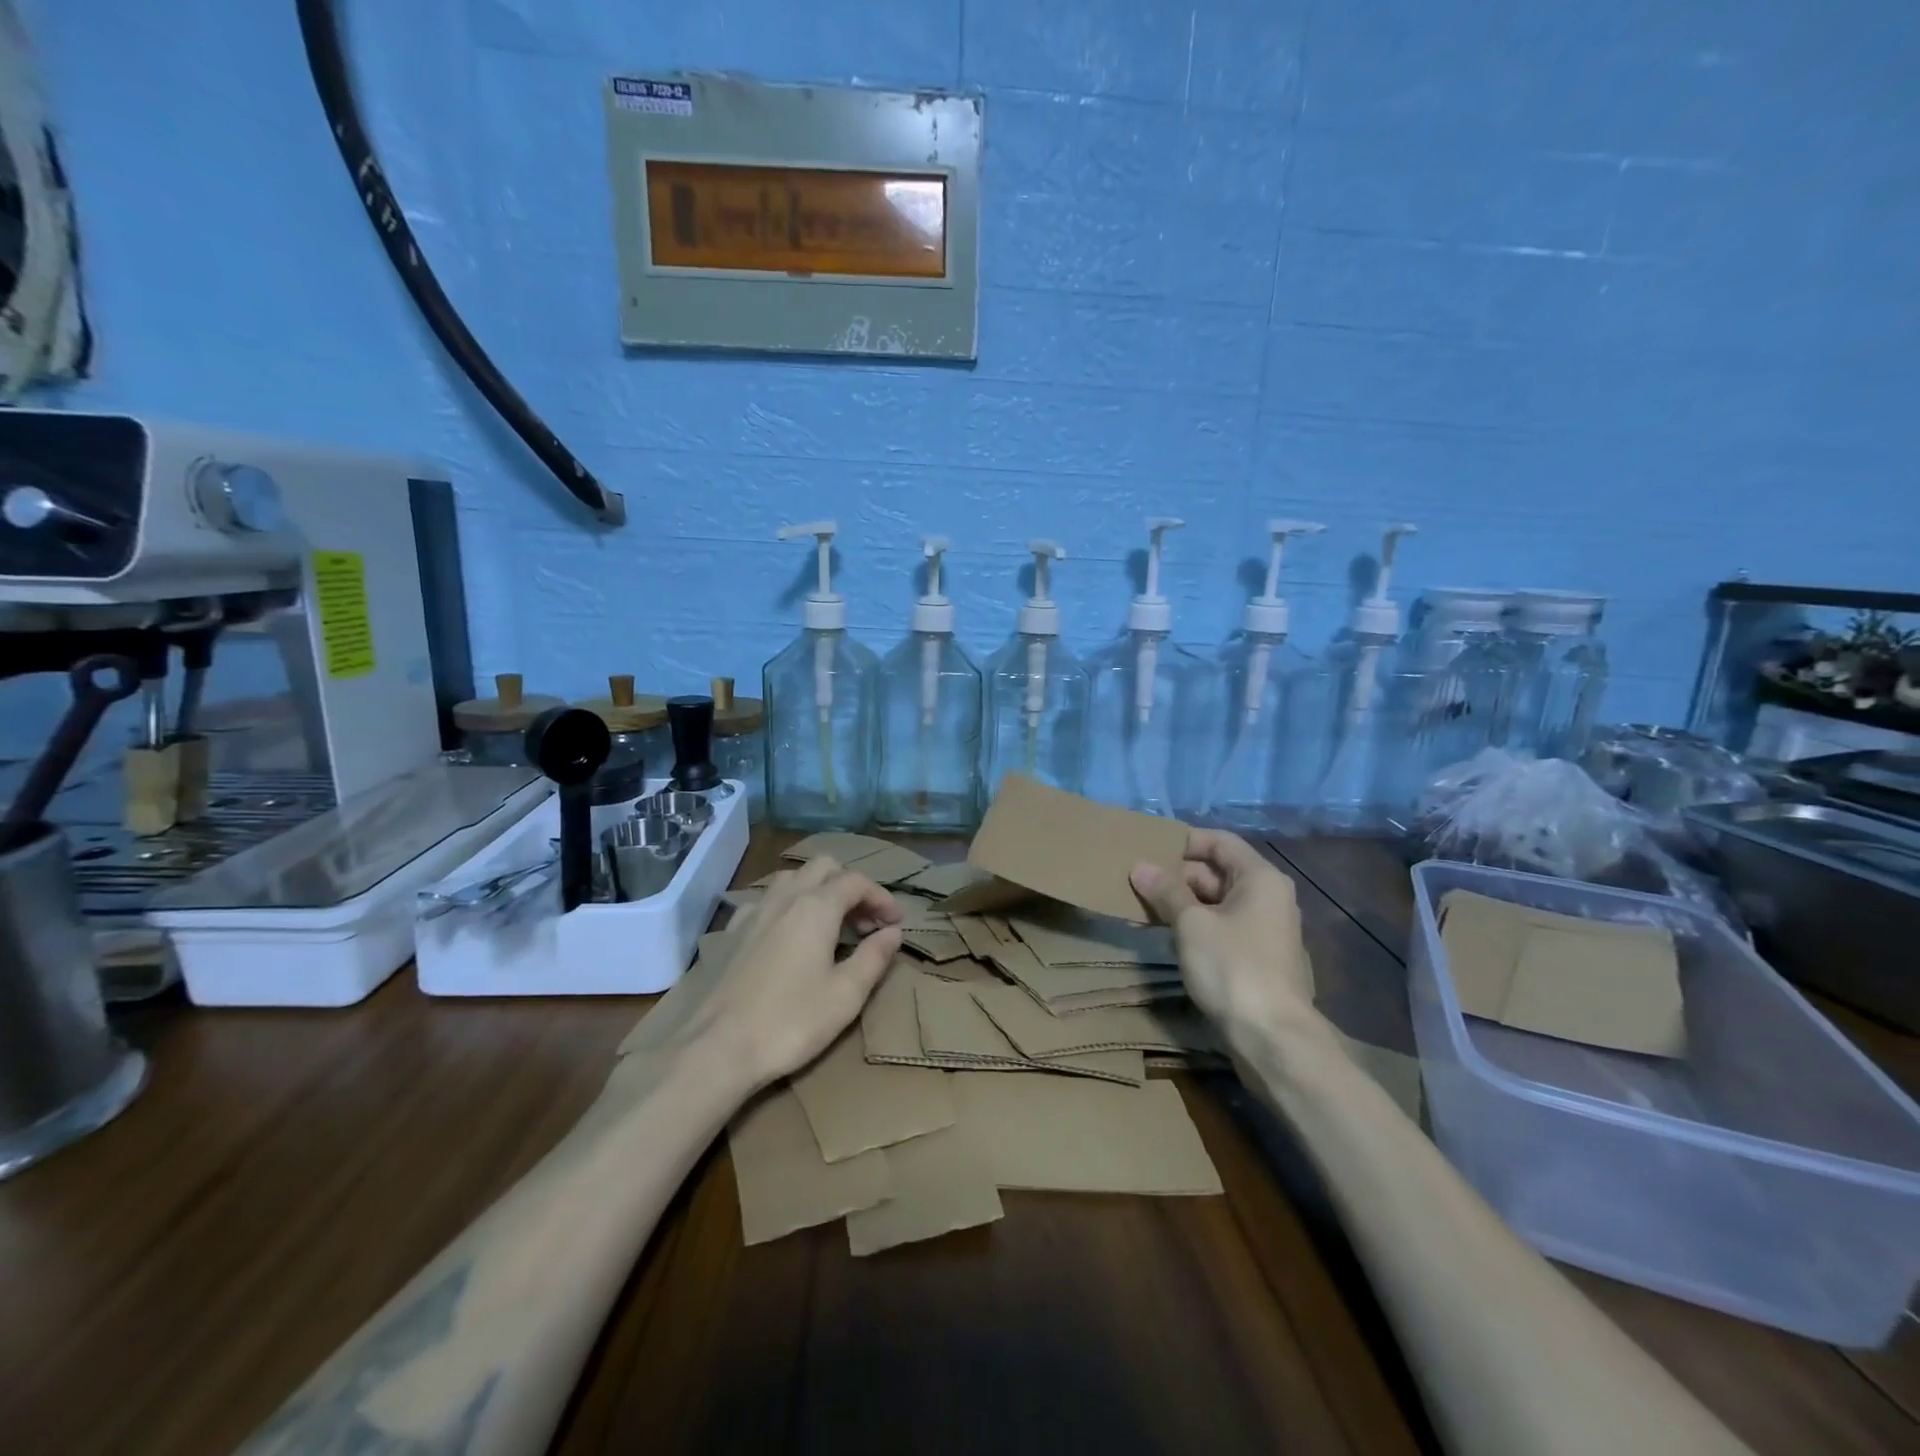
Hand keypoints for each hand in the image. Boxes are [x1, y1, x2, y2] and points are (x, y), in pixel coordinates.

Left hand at [689, 856, 903, 1091]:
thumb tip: (893, 932)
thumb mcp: (846, 995)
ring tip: (829, 926)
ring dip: (817, 890)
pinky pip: (766, 901)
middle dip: (850, 886)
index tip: (895, 923)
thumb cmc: (790, 1022)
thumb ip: (874, 957)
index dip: (881, 897)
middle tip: (864, 923)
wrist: (715, 1048)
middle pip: (824, 867)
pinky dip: (787, 906)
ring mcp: (753, 912)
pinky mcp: (731, 932)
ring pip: (791, 878)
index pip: (857, 881)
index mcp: (816, 907)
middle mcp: (784, 898)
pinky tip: (787, 937)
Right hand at [1130, 829, 1316, 1039]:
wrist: (1272, 1037)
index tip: (1148, 850)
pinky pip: (1222, 928)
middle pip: (1218, 872)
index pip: (1220, 841)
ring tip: (1143, 907)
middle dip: (1177, 876)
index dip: (1184, 841)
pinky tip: (1166, 936)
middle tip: (1137, 882)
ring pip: (1217, 903)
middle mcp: (1269, 897)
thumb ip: (1166, 891)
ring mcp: (1265, 930)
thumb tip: (1140, 867)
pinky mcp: (1258, 958)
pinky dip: (1196, 926)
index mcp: (1260, 878)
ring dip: (1182, 903)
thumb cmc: (1233, 966)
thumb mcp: (1191, 923)